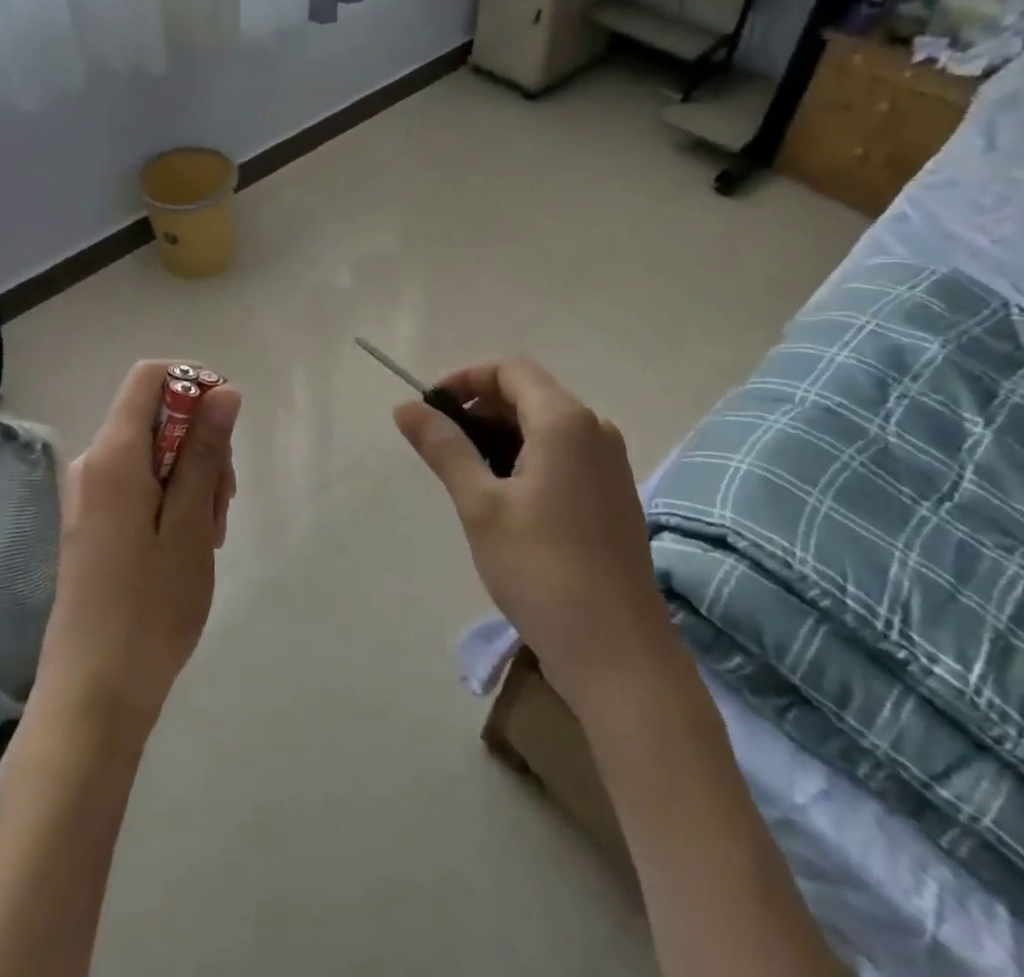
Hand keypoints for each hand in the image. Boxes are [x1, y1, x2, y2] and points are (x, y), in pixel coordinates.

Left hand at [37, 361, 240, 740]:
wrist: (93, 694)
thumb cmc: (149, 608)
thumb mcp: (190, 524)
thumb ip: (204, 451)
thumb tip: (223, 391)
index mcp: (113, 456)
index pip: (150, 377)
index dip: (193, 383)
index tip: (227, 425)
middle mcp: (94, 464)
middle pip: (156, 417)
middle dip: (201, 442)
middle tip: (224, 501)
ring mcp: (90, 494)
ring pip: (154, 453)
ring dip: (192, 476)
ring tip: (210, 532)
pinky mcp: (94, 522)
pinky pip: (140, 484)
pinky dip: (173, 498)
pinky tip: (189, 542)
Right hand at [394, 356, 672, 697]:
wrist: (617, 653)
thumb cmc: (542, 569)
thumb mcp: (480, 504)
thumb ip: (444, 447)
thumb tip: (405, 406)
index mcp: (566, 421)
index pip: (510, 369)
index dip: (465, 379)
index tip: (430, 410)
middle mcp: (595, 430)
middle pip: (529, 393)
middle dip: (479, 408)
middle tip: (440, 446)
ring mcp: (609, 464)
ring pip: (545, 426)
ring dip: (500, 435)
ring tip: (465, 476)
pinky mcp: (612, 495)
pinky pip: (563, 454)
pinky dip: (526, 458)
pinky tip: (503, 498)